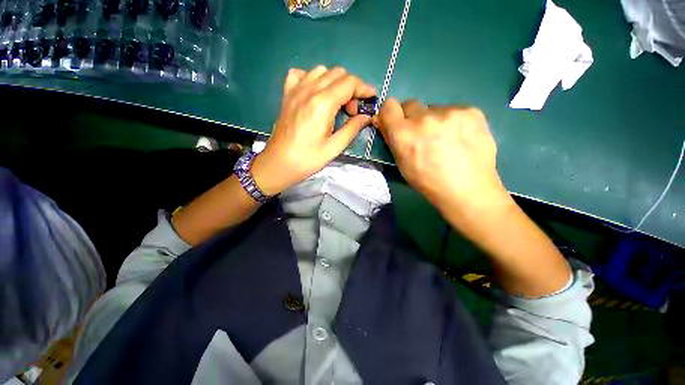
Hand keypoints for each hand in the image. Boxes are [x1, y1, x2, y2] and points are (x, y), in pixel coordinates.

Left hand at [252, 66, 375, 195]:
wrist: (278, 163)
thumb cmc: (307, 159)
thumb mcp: (334, 148)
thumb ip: (352, 129)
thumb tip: (366, 117)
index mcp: (323, 104)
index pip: (349, 83)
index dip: (364, 88)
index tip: (371, 98)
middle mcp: (309, 90)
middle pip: (337, 73)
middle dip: (351, 87)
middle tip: (352, 109)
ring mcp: (295, 90)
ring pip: (321, 70)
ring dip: (334, 82)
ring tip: (336, 102)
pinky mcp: (287, 94)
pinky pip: (301, 74)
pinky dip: (312, 78)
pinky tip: (315, 93)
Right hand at [374, 99, 508, 212]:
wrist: (467, 189)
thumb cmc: (428, 181)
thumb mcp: (402, 164)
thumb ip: (392, 139)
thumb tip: (383, 121)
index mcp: (403, 134)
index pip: (389, 106)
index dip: (390, 113)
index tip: (395, 121)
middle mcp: (424, 118)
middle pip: (410, 104)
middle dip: (411, 118)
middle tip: (421, 134)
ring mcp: (449, 112)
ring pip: (433, 109)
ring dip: (434, 120)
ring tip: (445, 140)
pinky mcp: (471, 111)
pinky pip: (453, 111)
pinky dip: (453, 121)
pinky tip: (460, 138)